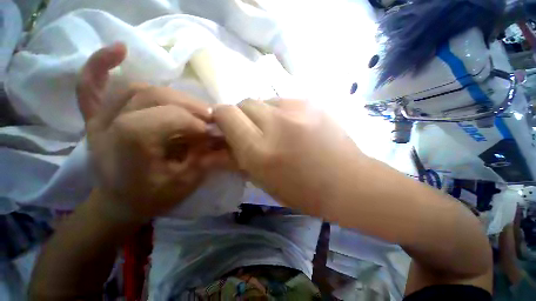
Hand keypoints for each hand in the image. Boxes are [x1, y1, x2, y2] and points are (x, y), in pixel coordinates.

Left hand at [77, 43, 222, 220]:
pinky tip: (120, 49)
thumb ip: (204, 156)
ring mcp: (98, 119)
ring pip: (136, 88)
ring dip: (170, 94)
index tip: (212, 132)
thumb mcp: (185, 183)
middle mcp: (107, 127)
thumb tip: (219, 134)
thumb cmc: (153, 197)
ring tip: (191, 107)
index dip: (194, 121)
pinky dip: (101, 64)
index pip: (165, 118)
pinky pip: (91, 85)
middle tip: (209, 116)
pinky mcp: (95, 117)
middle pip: (151, 97)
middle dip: (188, 105)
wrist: (120, 204)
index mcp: (127, 148)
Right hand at [213, 99, 365, 215]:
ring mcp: (297, 108)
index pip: (227, 114)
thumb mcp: (263, 181)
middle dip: (242, 115)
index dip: (222, 117)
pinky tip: (292, 126)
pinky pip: (284, 101)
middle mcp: (276, 123)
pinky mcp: (312, 102)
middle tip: (252, 131)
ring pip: (265, 100)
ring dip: (262, 114)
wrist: (347, 181)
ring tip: (275, 131)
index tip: (225, 126)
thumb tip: (211, 150)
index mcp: (260, 149)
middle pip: (245, 102)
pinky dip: (280, 112)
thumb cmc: (302, 190)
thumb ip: (235, 160)